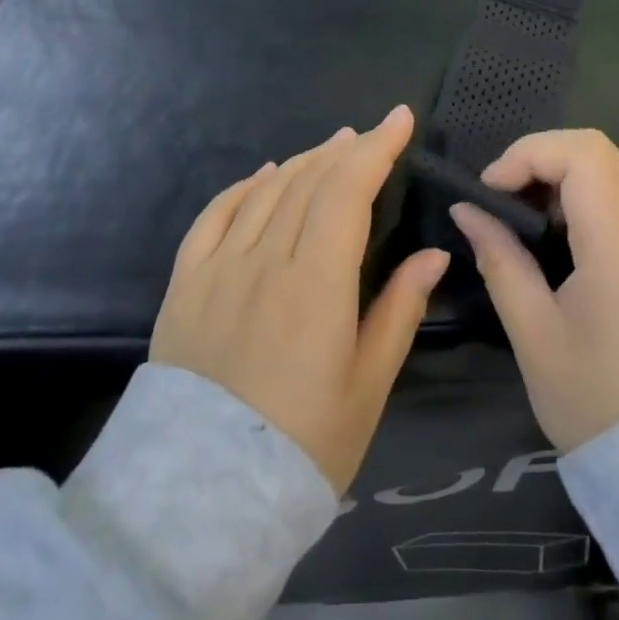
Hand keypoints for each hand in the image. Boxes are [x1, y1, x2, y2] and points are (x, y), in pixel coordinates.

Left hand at [151, 106, 449, 493]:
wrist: (200, 499)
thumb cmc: (302, 444)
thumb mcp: (367, 386)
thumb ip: (400, 310)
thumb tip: (433, 254)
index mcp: (317, 283)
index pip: (348, 190)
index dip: (377, 148)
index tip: (399, 119)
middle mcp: (265, 259)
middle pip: (309, 181)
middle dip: (345, 150)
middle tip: (369, 136)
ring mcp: (219, 267)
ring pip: (266, 191)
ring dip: (303, 161)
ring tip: (330, 148)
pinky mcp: (185, 283)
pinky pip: (215, 215)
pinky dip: (244, 187)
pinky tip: (263, 176)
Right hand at [451, 129, 618, 452]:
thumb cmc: (598, 401)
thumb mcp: (534, 333)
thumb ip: (499, 259)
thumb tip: (466, 212)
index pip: (581, 153)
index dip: (527, 155)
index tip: (490, 191)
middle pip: (598, 150)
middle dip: (540, 158)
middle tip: (502, 198)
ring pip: (613, 171)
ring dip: (562, 177)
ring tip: (523, 218)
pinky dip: (584, 199)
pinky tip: (558, 240)